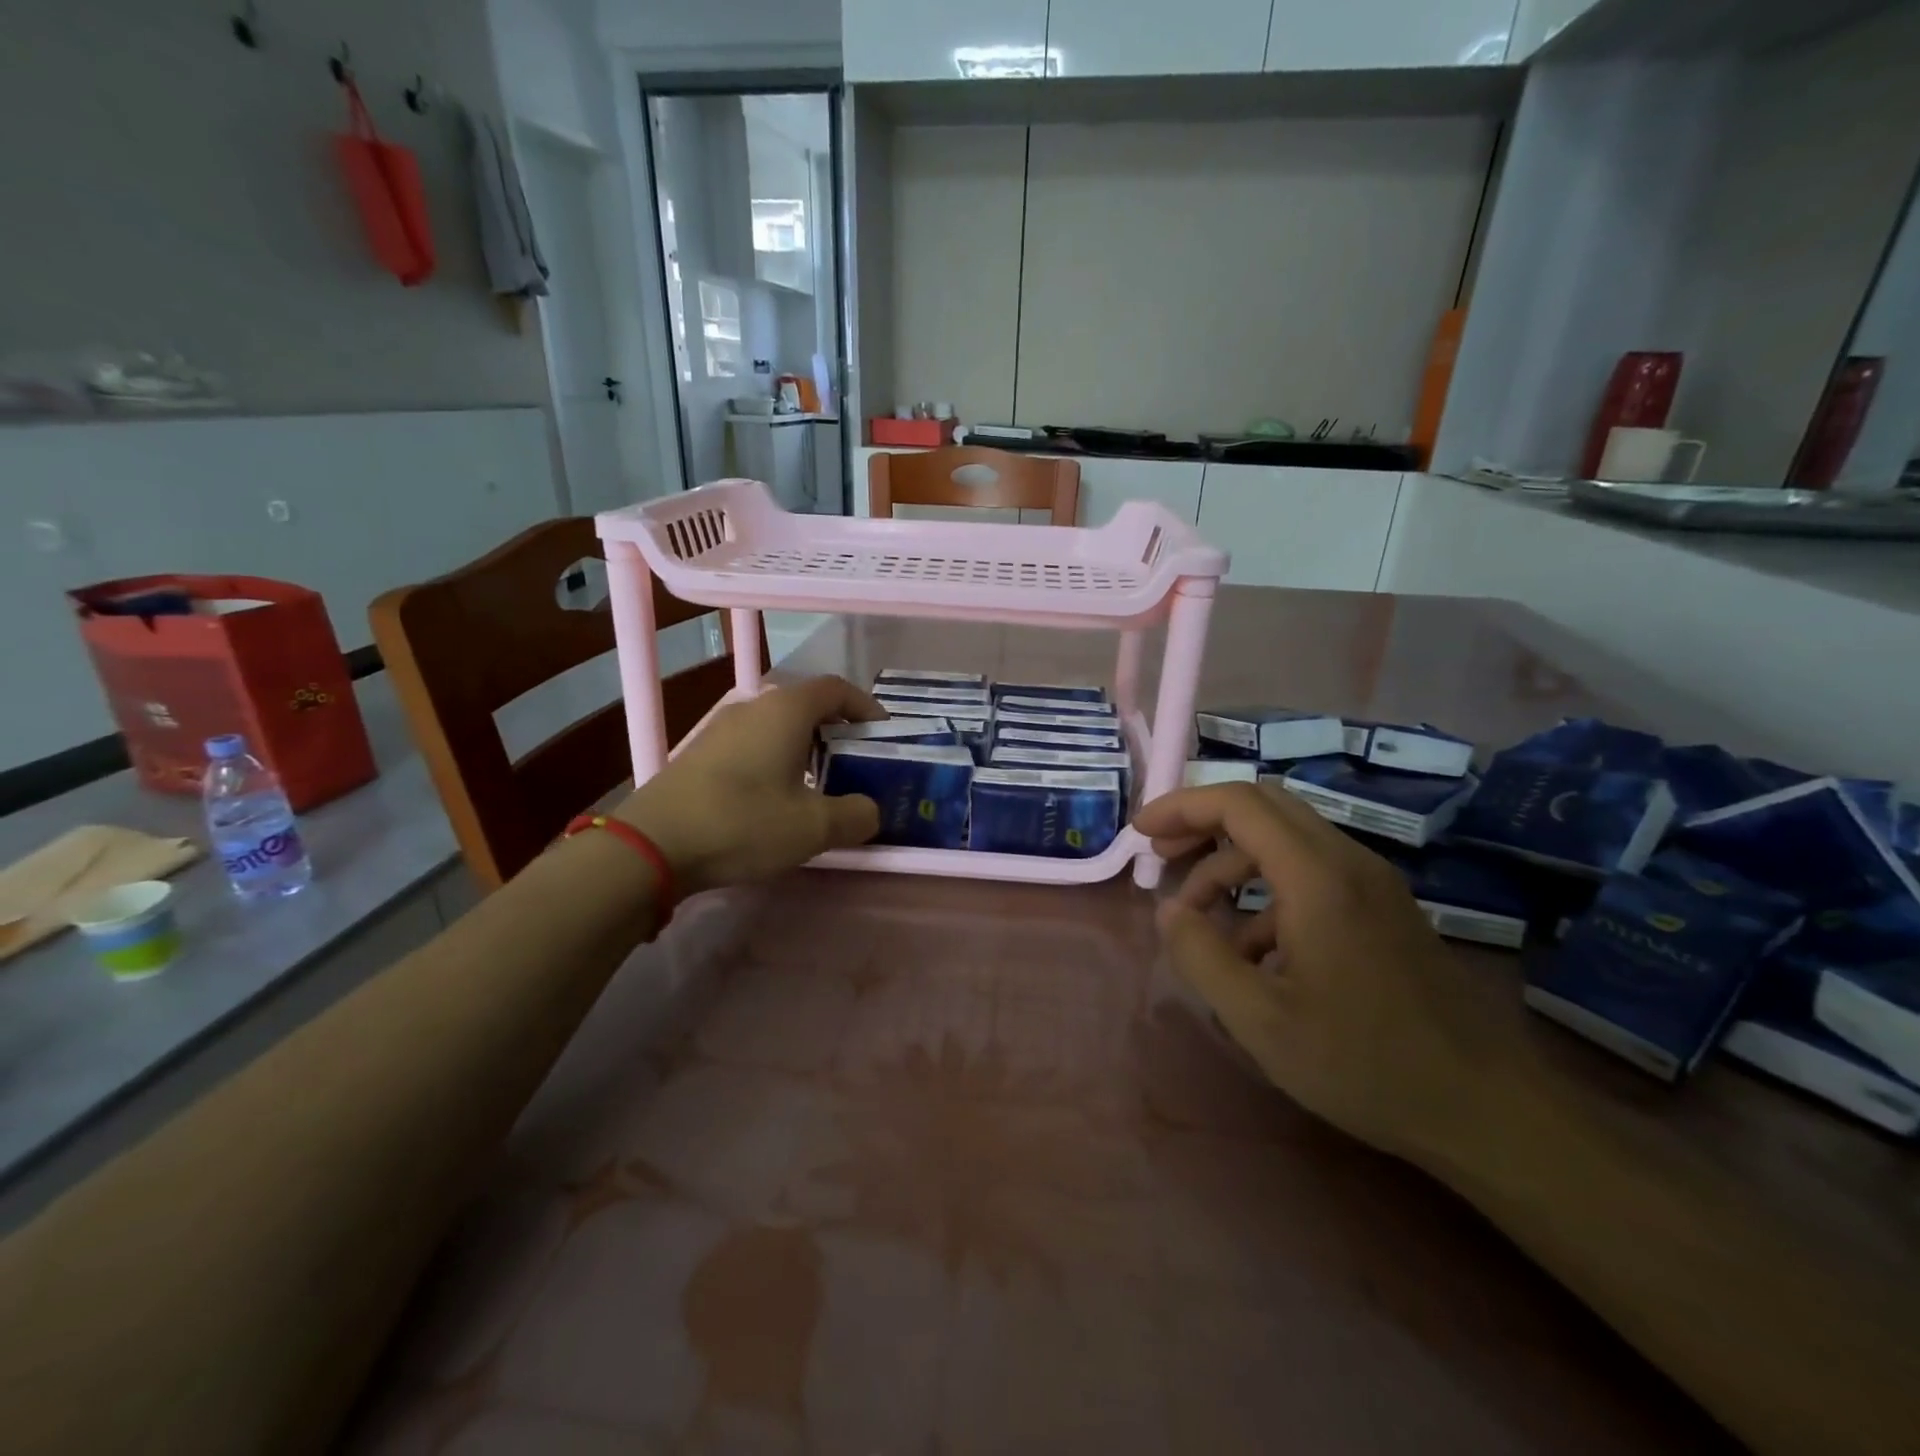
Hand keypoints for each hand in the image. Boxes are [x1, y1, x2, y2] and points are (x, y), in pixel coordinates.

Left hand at [615, 675, 883, 895]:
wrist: (652, 845)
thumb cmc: (744, 823)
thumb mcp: (814, 827)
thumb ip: (856, 815)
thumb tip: (870, 811)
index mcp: (786, 710)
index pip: (838, 689)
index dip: (867, 708)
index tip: (883, 737)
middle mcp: (753, 707)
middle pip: (808, 706)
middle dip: (839, 732)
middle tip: (857, 766)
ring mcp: (721, 729)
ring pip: (778, 727)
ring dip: (807, 749)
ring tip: (821, 786)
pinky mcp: (700, 754)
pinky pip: (753, 745)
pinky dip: (777, 761)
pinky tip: (776, 799)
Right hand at [1134, 783, 1477, 1159]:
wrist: (1487, 1109)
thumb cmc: (1365, 1063)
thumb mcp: (1260, 1020)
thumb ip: (1201, 957)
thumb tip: (1169, 911)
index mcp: (1317, 877)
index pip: (1239, 803)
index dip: (1182, 807)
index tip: (1141, 835)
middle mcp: (1347, 862)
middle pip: (1263, 806)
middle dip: (1204, 823)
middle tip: (1163, 859)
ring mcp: (1372, 883)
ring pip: (1286, 838)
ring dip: (1233, 862)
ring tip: (1200, 918)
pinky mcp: (1383, 909)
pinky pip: (1312, 872)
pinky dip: (1267, 890)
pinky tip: (1254, 951)